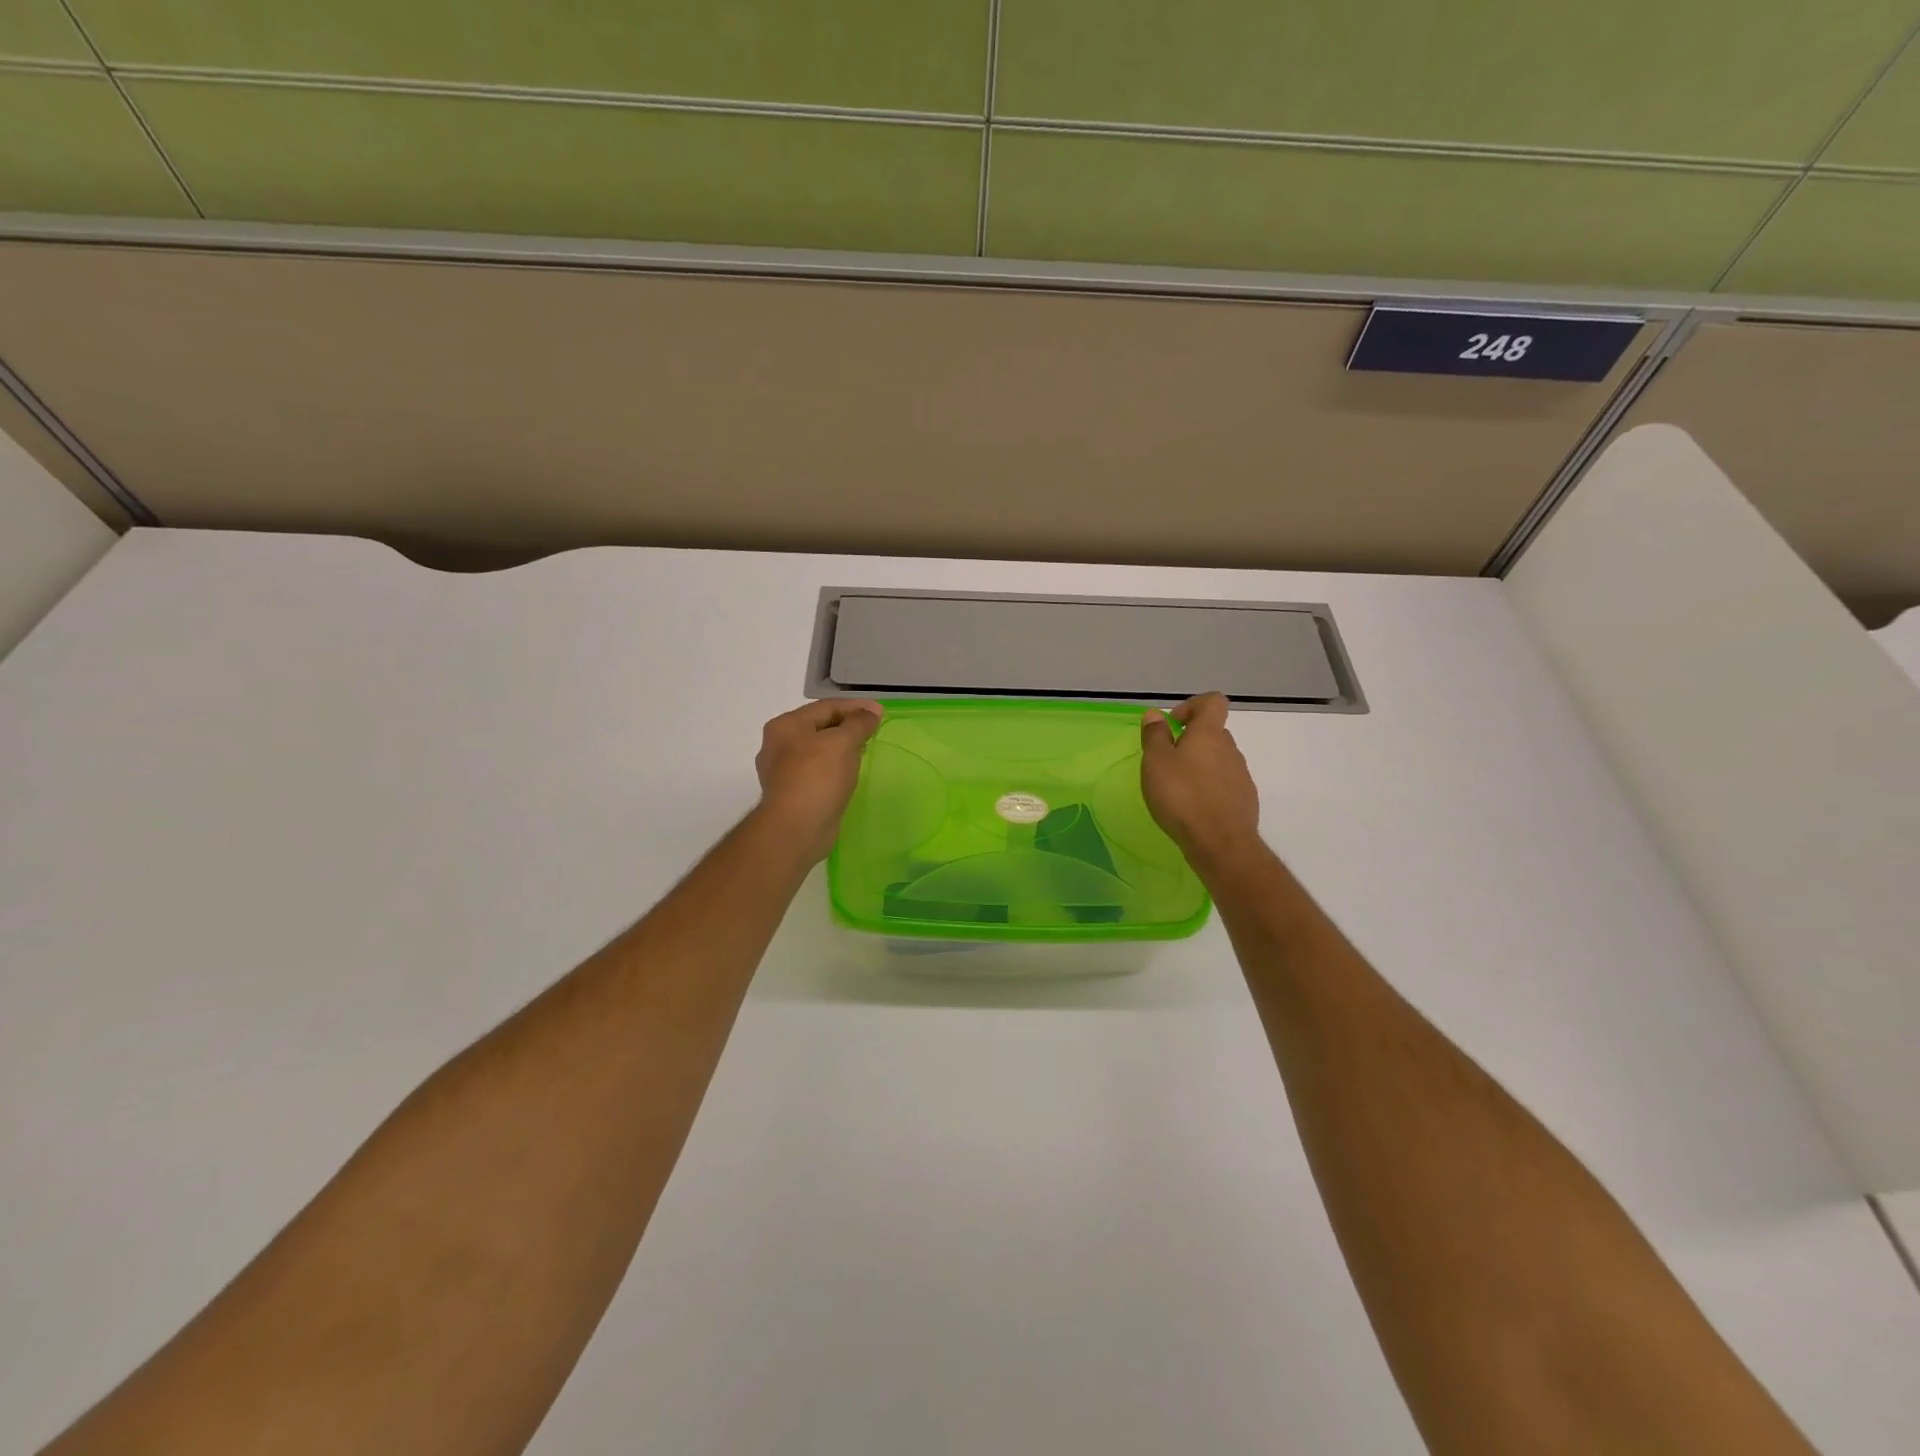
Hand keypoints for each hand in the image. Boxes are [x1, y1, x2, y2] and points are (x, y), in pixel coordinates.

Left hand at [753, 699, 884, 862]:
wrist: (797, 828)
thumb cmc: (818, 777)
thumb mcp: (842, 742)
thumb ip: (859, 723)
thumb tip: (871, 712)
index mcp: (786, 726)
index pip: (825, 707)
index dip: (855, 707)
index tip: (880, 712)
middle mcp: (779, 745)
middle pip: (820, 726)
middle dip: (848, 726)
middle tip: (874, 730)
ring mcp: (783, 771)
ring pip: (819, 750)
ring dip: (842, 747)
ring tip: (865, 749)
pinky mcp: (793, 793)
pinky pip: (818, 771)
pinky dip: (835, 767)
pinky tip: (850, 772)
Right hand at [1141, 693, 1260, 872]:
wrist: (1220, 843)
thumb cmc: (1182, 797)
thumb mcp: (1156, 763)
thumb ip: (1155, 736)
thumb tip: (1155, 714)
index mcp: (1209, 734)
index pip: (1212, 702)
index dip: (1192, 706)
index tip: (1173, 724)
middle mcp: (1230, 749)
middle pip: (1214, 732)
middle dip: (1192, 740)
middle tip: (1168, 761)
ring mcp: (1241, 775)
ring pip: (1219, 759)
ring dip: (1200, 765)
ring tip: (1178, 788)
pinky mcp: (1245, 799)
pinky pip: (1225, 783)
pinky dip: (1210, 787)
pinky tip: (1194, 808)